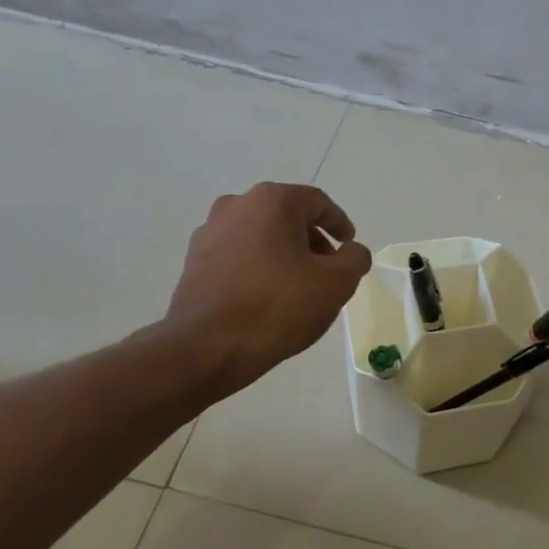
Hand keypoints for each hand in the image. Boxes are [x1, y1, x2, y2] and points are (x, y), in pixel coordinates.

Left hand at [162, 183, 372, 396]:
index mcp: (272, 201)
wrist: (206, 347)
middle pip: (286, 216)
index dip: (339, 223)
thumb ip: (354, 259)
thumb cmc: (278, 307)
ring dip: (283, 253)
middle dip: (311, 240)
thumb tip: (352, 251)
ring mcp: (209, 233)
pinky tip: (266, 297)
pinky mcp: (194, 261)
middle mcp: (236, 206)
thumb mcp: (336, 283)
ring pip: (260, 235)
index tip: (349, 245)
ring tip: (298, 286)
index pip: (317, 202)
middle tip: (328, 269)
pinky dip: (258, 267)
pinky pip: (237, 255)